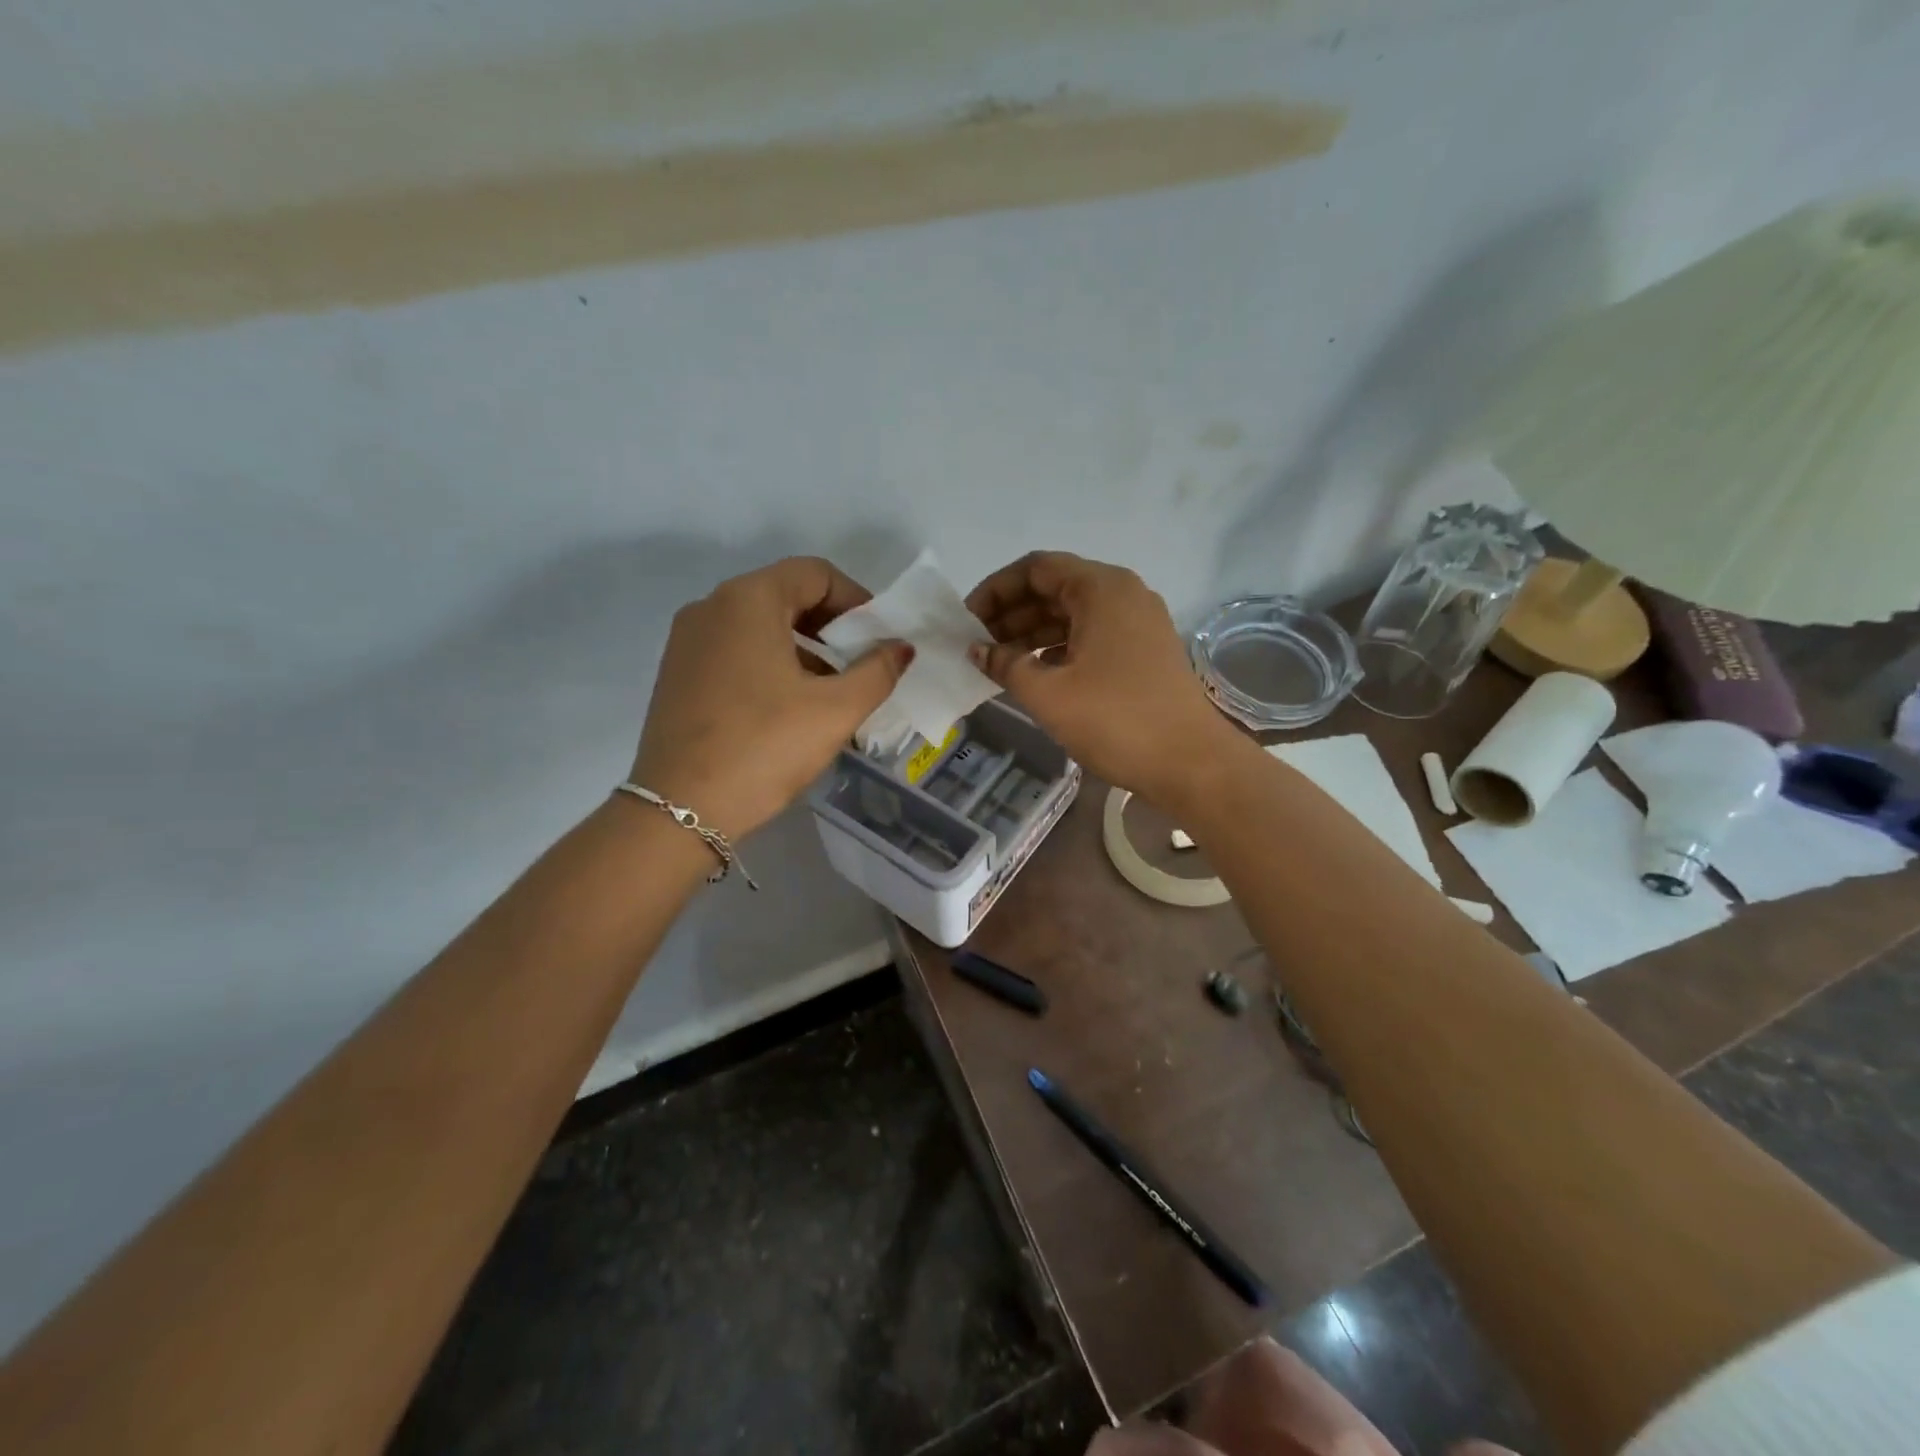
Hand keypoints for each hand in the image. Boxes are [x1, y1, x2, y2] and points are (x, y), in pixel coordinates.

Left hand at [631, 557, 910, 838]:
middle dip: (830, 624)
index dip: (857, 600)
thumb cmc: (764, 748)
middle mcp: (711, 607)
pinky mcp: (677, 673)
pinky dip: (769, 662)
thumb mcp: (835, 711)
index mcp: (748, 600)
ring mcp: (687, 640)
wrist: (679, 810)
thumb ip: (877, 672)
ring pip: (759, 624)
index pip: (815, 574)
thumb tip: (901, 648)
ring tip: (830, 689)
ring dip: (802, 645)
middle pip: (785, 594)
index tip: (879, 638)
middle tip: (860, 662)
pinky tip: (788, 705)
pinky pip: (734, 649)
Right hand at [965, 551, 1242, 804]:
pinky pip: (1092, 634)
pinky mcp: (1145, 650)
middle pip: (1055, 587)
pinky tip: (1035, 672)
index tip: (967, 620)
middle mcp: (1123, 594)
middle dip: (1012, 612)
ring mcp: (1139, 622)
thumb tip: (977, 650)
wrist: (1191, 763)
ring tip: (998, 661)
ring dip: (1033, 632)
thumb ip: (1005, 664)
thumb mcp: (1048, 693)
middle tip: (977, 644)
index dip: (996, 589)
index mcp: (1101, 588)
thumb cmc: (1116, 720)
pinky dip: (1059, 647)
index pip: (1036, 568)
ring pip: (1073, 613)